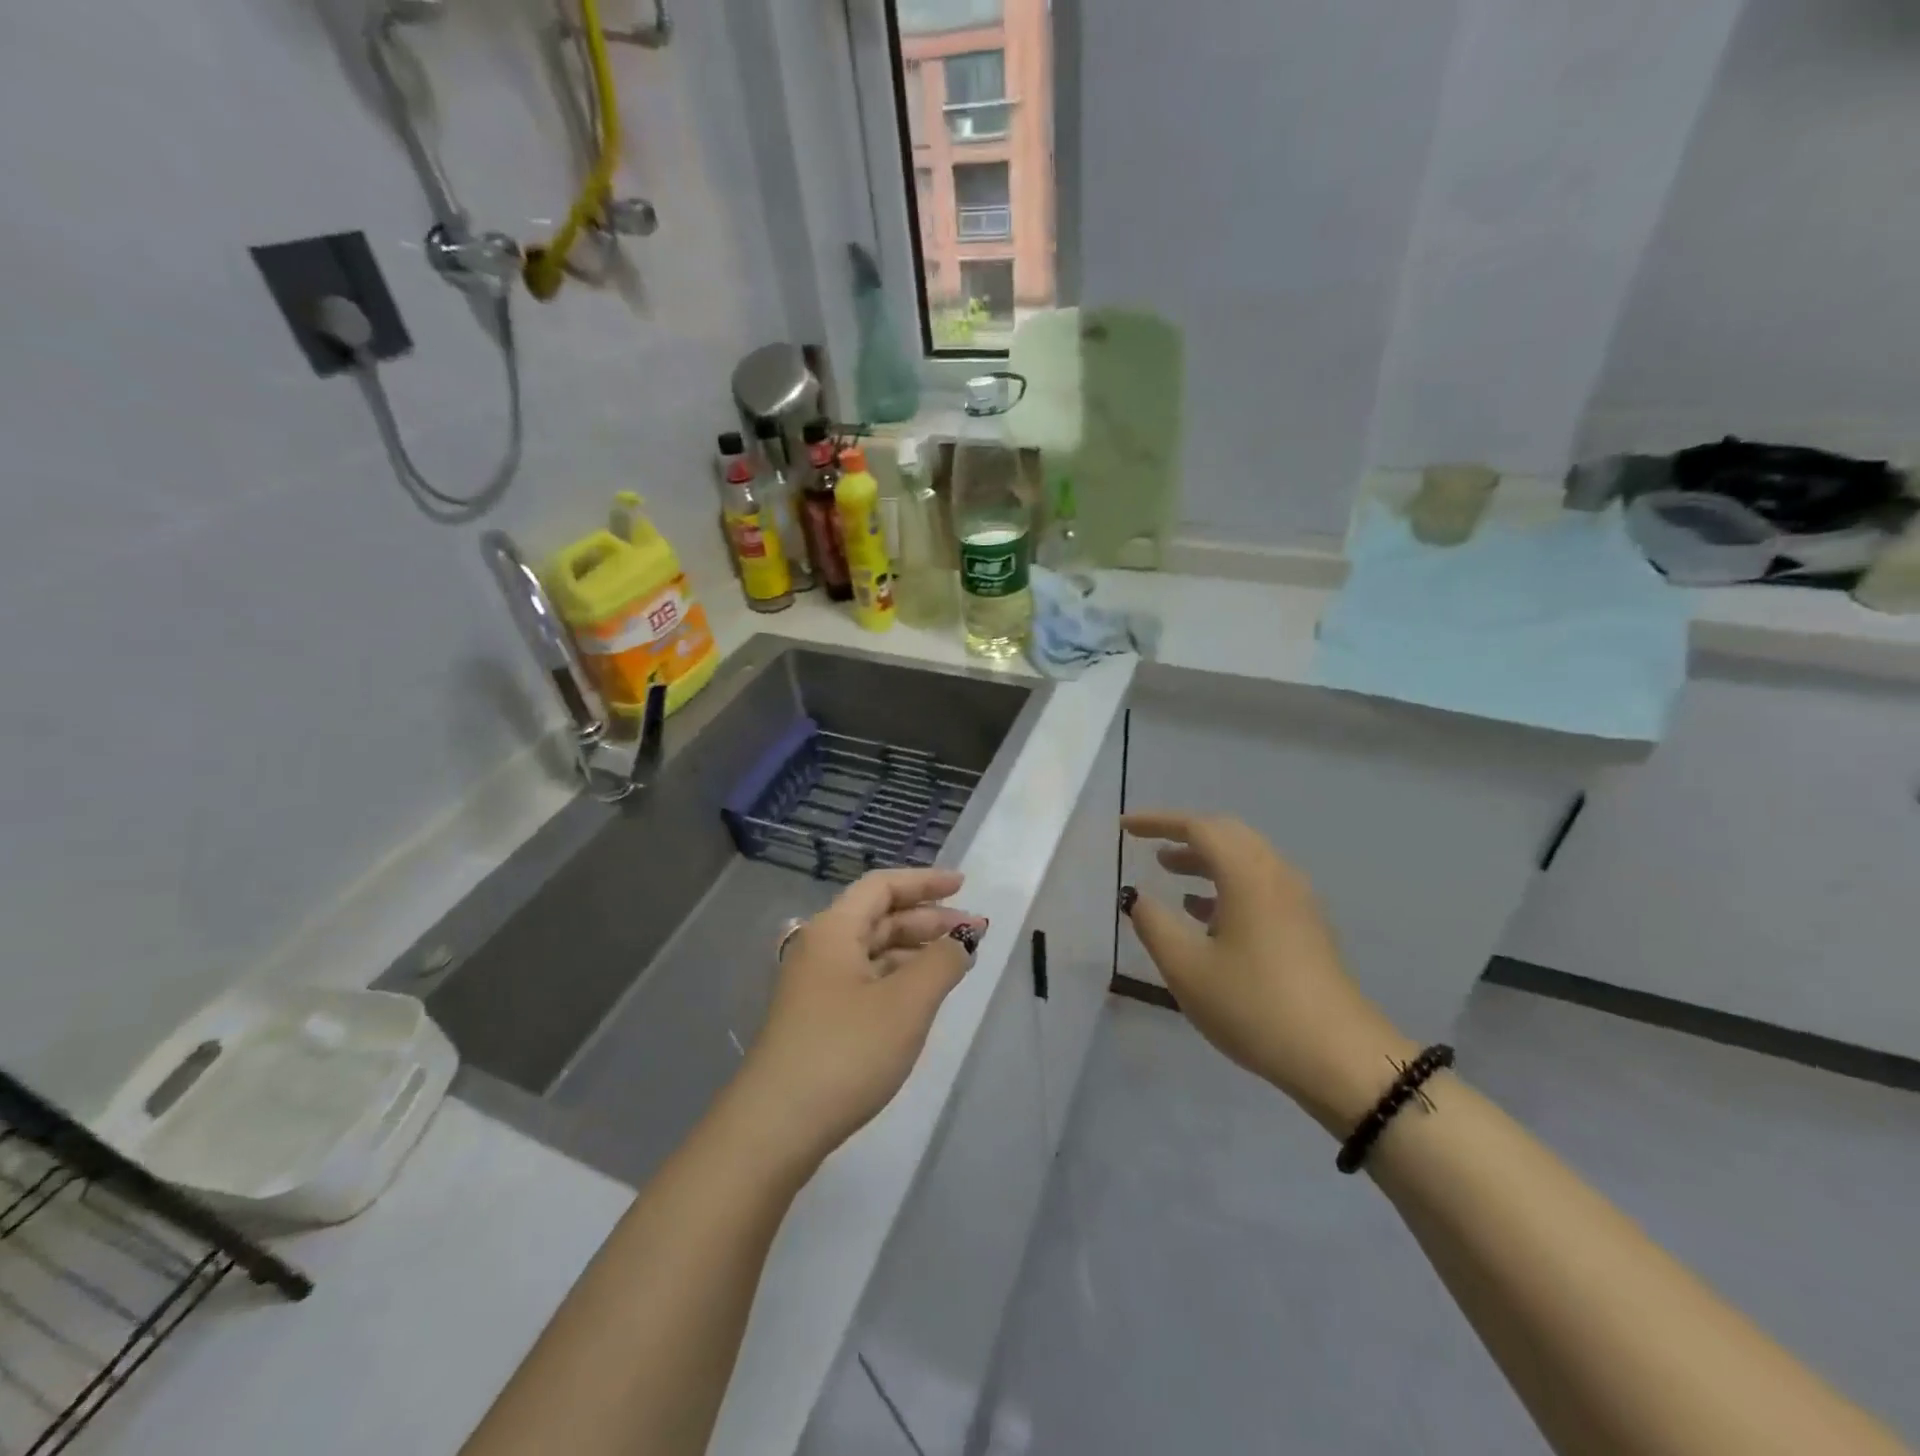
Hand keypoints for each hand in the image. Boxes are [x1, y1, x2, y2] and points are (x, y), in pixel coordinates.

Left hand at [733, 868, 986, 1170]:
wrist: (776, 1127)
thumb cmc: (846, 1052)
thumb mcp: (906, 1004)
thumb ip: (941, 963)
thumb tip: (963, 939)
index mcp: (835, 930)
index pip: (882, 886)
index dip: (925, 881)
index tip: (964, 886)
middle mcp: (822, 948)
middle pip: (879, 917)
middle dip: (928, 919)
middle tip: (974, 932)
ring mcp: (817, 985)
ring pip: (874, 950)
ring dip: (916, 950)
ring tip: (957, 963)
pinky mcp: (819, 1018)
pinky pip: (866, 979)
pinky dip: (899, 977)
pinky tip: (923, 995)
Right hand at [1120, 811, 1414, 1134]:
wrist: (1339, 1058)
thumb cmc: (1253, 1006)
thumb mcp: (1186, 968)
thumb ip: (1154, 924)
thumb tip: (1138, 897)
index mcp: (1247, 874)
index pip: (1198, 827)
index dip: (1158, 822)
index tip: (1125, 827)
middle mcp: (1277, 875)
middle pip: (1228, 834)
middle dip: (1185, 835)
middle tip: (1149, 845)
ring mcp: (1298, 901)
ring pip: (1246, 860)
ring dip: (1206, 860)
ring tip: (1170, 873)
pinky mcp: (1307, 928)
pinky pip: (1260, 886)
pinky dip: (1227, 885)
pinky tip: (1206, 914)